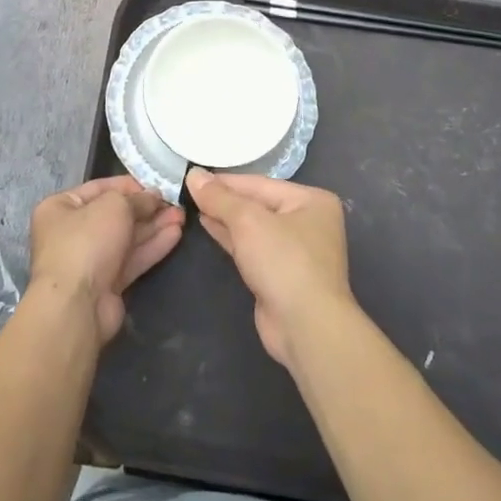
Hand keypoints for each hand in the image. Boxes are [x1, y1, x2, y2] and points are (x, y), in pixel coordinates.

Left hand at [29, 176, 183, 343]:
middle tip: (174, 202)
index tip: (156, 184)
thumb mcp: (115, 206)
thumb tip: (153, 197)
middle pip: (115, 214)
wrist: (76, 305)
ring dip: (154, 226)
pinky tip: (175, 235)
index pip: (99, 188)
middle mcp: (72, 232)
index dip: (129, 184)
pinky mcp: (107, 283)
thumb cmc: (87, 242)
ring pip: (127, 238)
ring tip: (181, 216)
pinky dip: (152, 247)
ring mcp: (90, 260)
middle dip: (146, 208)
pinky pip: (132, 259)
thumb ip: (137, 199)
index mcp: (61, 207)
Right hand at [184, 170, 353, 368]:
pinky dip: (230, 237)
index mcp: (311, 200)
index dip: (224, 180)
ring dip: (224, 217)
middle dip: (224, 199)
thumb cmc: (283, 262)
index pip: (260, 183)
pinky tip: (208, 225)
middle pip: (257, 203)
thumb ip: (219, 197)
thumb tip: (193, 174)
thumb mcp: (248, 221)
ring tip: (193, 204)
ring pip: (253, 227)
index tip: (192, 175)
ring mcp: (296, 250)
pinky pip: (252, 247)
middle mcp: (308, 221)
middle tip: (189, 189)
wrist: (305, 326)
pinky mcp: (281, 274)